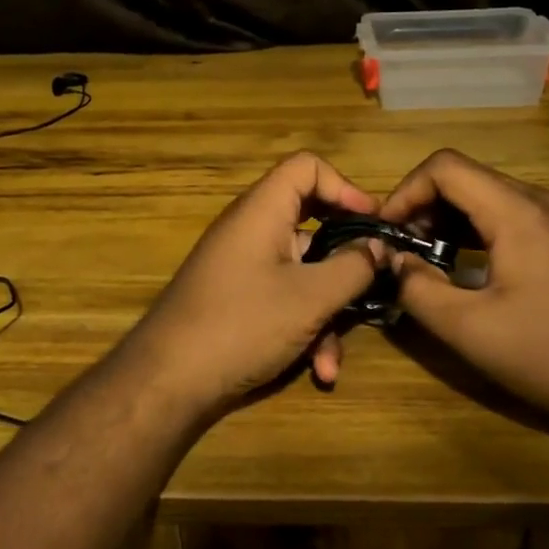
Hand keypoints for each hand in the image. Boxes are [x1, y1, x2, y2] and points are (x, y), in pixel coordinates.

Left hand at [120, 153, 382, 415]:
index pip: (306, 168)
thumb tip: (379, 246)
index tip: (375, 223)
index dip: (345, 187)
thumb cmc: (243, 324)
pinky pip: (283, 298)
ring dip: (326, 312)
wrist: (169, 381)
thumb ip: (353, 266)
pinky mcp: (239, 300)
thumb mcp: (311, 297)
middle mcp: (251, 230)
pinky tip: (317, 369)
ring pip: (302, 272)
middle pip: (311, 223)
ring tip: (332, 359)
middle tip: (376, 281)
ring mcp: (243, 266)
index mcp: (262, 211)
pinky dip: (303, 327)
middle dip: (346, 261)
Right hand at [381, 150, 548, 435]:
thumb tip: (395, 262)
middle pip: (465, 177)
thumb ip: (417, 289)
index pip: (445, 168)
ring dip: (448, 217)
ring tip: (426, 257)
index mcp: (517, 212)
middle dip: (423, 205)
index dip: (405, 192)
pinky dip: (476, 228)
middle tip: (402, 248)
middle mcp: (540, 201)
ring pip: (487, 193)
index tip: (387, 232)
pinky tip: (464, 263)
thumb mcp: (469, 329)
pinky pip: (510, 213)